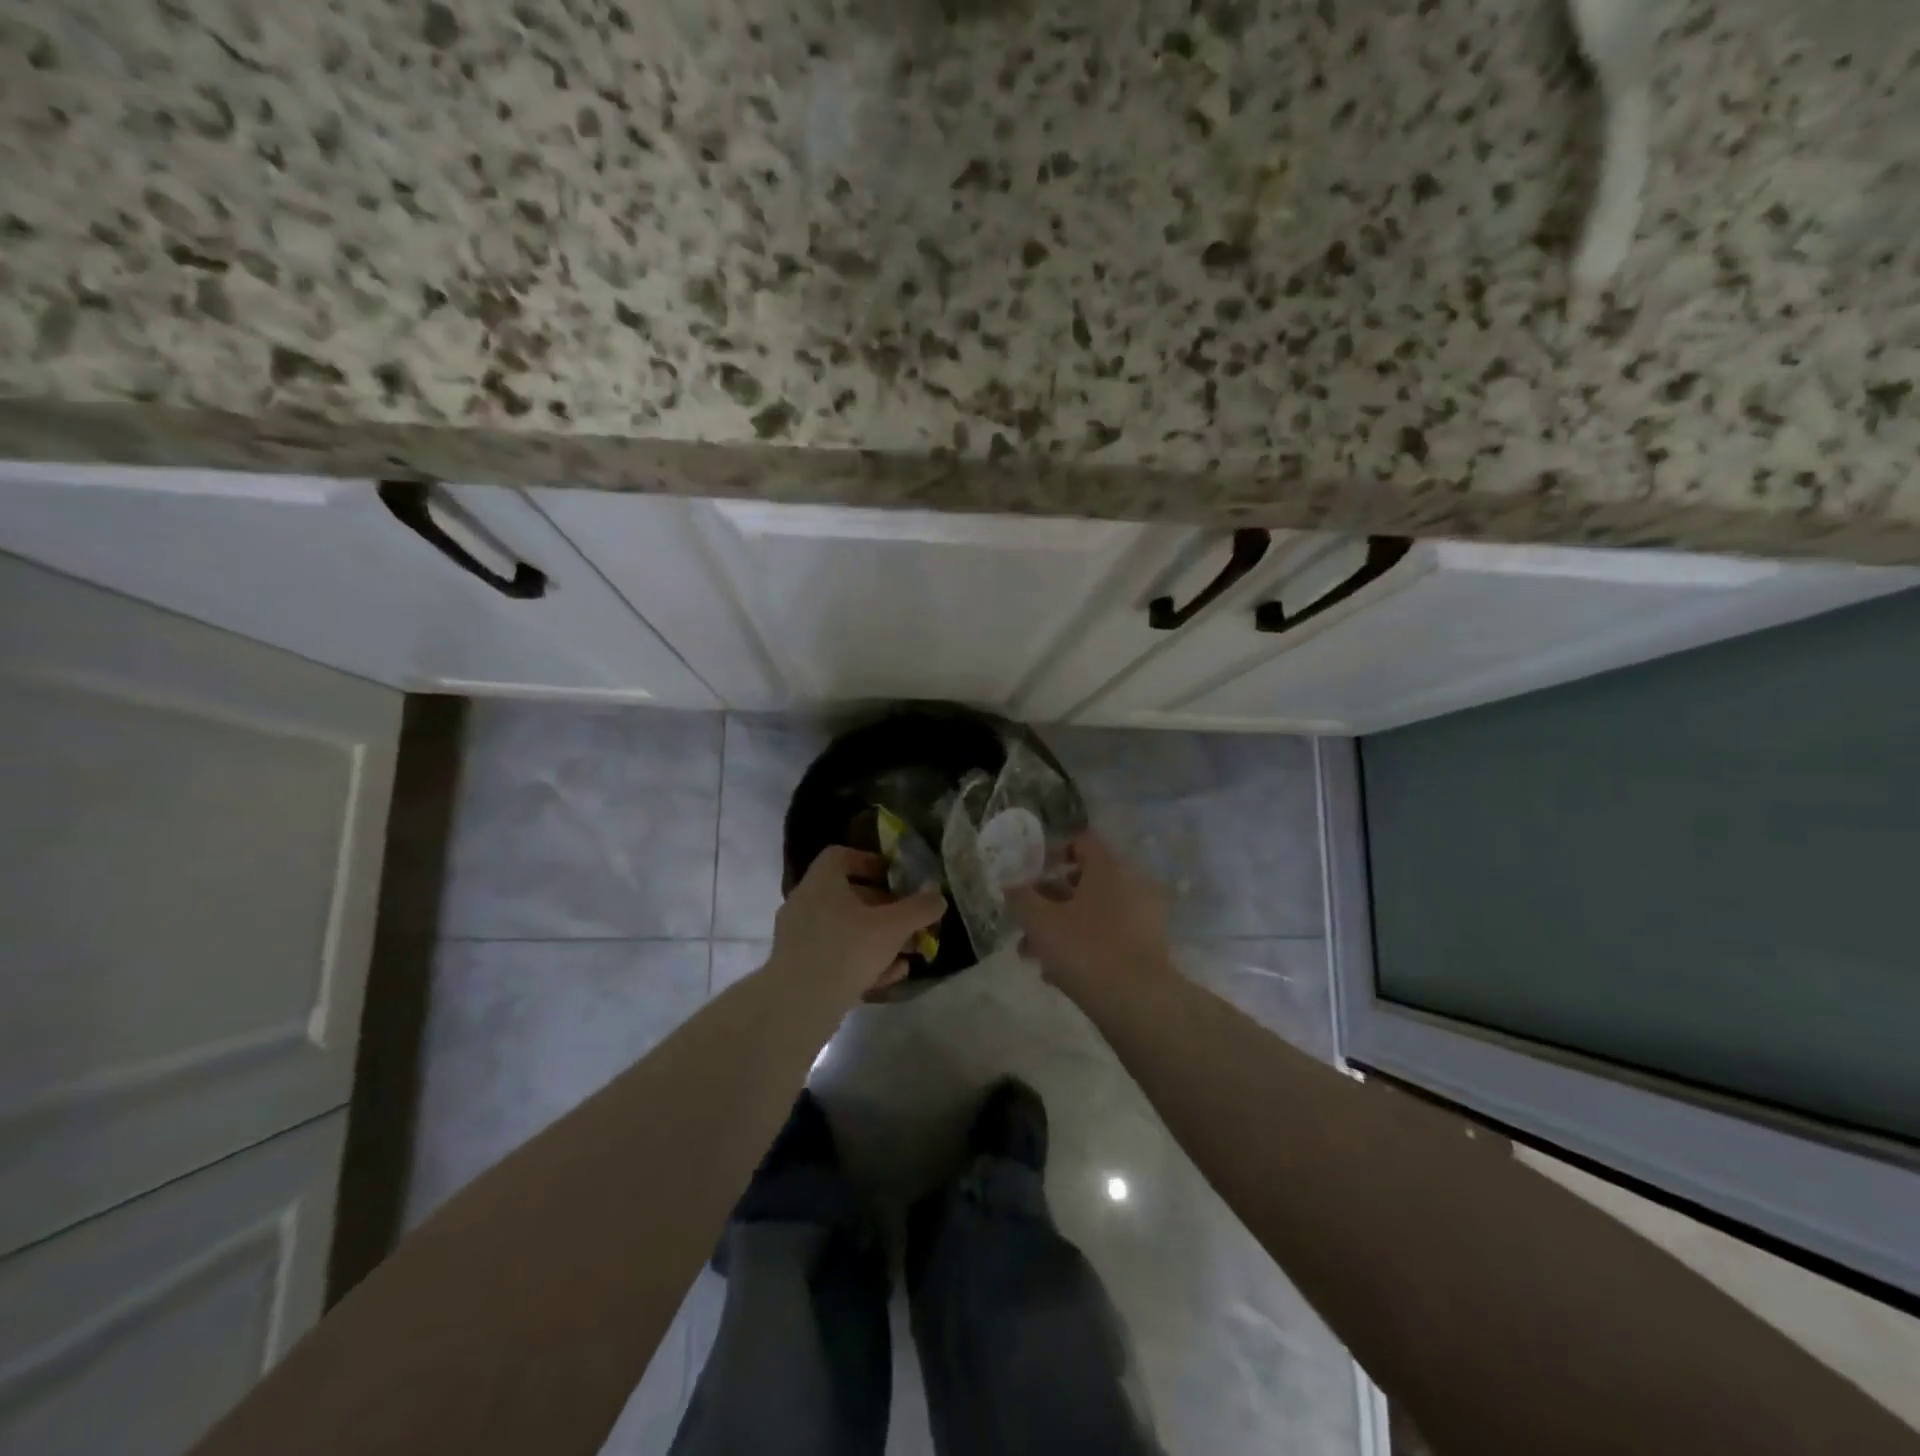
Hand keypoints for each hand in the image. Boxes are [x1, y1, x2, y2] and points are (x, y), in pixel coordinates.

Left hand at [769, 846, 945, 1000]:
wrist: (798, 1006)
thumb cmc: (846, 951)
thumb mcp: (892, 927)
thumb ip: (919, 909)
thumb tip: (938, 897)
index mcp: (821, 883)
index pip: (840, 856)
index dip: (869, 861)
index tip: (894, 877)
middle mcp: (805, 904)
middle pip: (849, 897)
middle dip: (886, 910)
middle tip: (912, 924)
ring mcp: (799, 938)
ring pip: (846, 930)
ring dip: (879, 939)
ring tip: (908, 955)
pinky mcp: (799, 968)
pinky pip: (835, 955)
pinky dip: (862, 961)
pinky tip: (889, 977)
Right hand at [1006, 833, 1174, 1000]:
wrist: (1138, 1003)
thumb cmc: (1086, 949)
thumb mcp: (1041, 922)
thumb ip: (1021, 898)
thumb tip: (1010, 884)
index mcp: (1109, 868)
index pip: (1081, 843)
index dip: (1052, 854)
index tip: (1030, 875)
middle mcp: (1131, 884)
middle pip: (1084, 881)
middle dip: (1049, 900)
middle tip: (1026, 919)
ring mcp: (1142, 917)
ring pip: (1093, 912)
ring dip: (1061, 926)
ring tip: (1032, 954)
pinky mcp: (1146, 948)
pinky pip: (1107, 936)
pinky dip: (1083, 945)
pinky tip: (1056, 973)